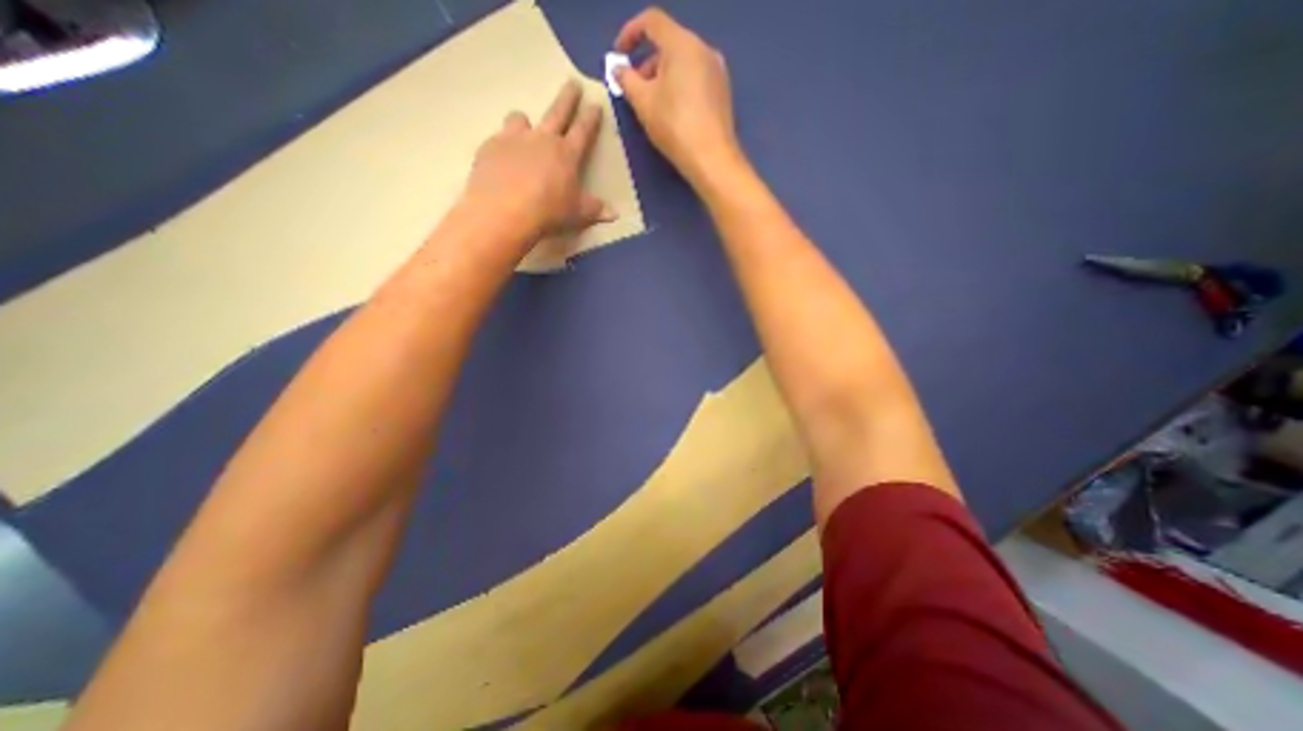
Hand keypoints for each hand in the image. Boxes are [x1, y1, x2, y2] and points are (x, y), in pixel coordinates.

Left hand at [463, 81, 615, 248]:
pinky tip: (501, 159)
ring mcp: (514, 139)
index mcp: (567, 154)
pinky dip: (503, 146)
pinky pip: (498, 139)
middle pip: (557, 112)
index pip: (583, 130)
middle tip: (572, 83)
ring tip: (525, 127)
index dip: (591, 117)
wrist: (504, 212)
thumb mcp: (577, 214)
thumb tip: (615, 214)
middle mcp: (542, 139)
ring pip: (521, 119)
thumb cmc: (548, 212)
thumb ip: (595, 210)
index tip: (595, 104)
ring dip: (526, 122)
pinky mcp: (491, 147)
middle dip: (568, 98)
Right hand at [615, 6, 735, 181]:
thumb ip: (626, 80)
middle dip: (647, 63)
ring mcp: (717, 71)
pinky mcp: (723, 92)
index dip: (630, 33)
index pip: (652, 21)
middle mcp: (704, 49)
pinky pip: (695, 78)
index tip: (619, 56)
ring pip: (683, 63)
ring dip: (663, 77)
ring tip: (653, 106)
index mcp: (682, 44)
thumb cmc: (674, 126)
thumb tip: (618, 68)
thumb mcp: (643, 103)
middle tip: (635, 90)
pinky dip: (679, 86)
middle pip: (669, 44)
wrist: (711, 158)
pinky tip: (673, 112)